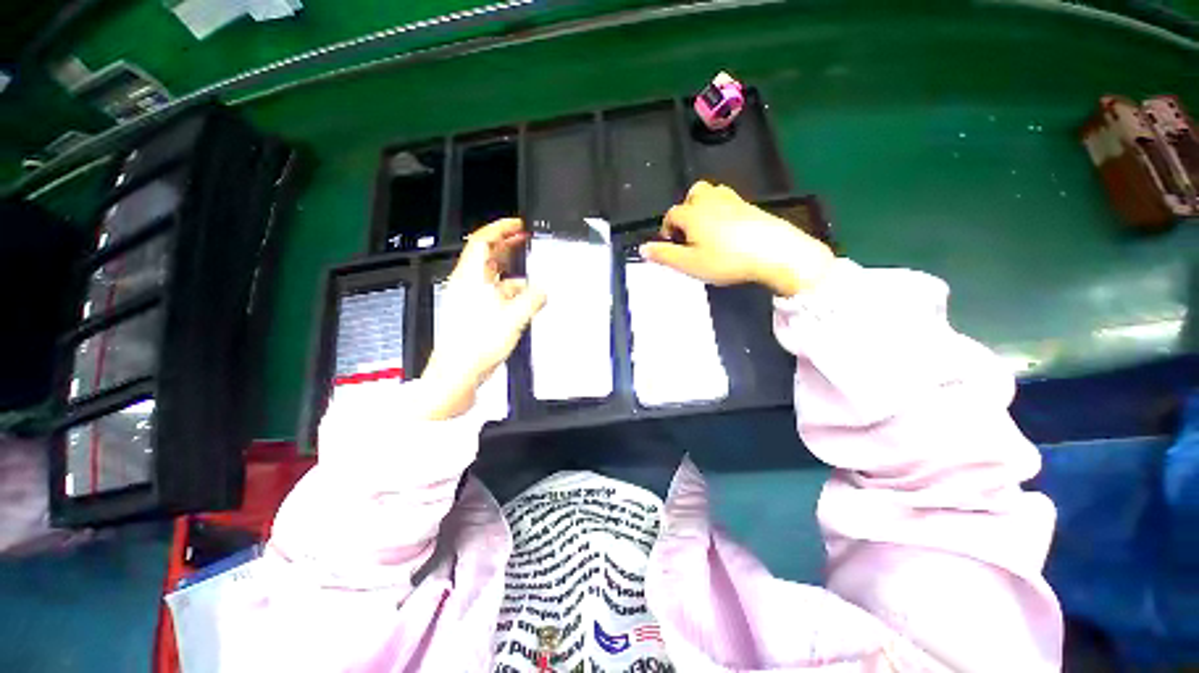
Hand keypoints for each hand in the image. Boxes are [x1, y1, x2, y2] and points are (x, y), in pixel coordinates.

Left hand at [421, 219, 545, 419]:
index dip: (500, 228)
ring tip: (534, 276)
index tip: (518, 224)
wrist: (458, 374)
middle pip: (487, 256)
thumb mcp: (513, 318)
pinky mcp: (477, 315)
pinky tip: (527, 301)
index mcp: (471, 278)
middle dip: (507, 246)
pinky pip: (496, 296)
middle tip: (526, 241)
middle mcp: (468, 285)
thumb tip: (543, 290)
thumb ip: (532, 299)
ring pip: (494, 277)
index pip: (482, 242)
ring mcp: (472, 300)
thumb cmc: (476, 345)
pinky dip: (512, 294)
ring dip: (513, 274)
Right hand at [640, 181, 833, 295]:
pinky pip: (730, 202)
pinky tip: (728, 231)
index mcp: (692, 213)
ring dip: (704, 207)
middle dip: (686, 210)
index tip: (670, 245)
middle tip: (689, 233)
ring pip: (712, 193)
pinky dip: (722, 211)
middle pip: (693, 194)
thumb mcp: (689, 264)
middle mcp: (710, 200)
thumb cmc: (725, 260)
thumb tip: (642, 248)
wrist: (774, 252)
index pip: (671, 214)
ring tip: (707, 230)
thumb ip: (664, 255)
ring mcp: (733, 201)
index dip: (667, 229)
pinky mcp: (751, 206)